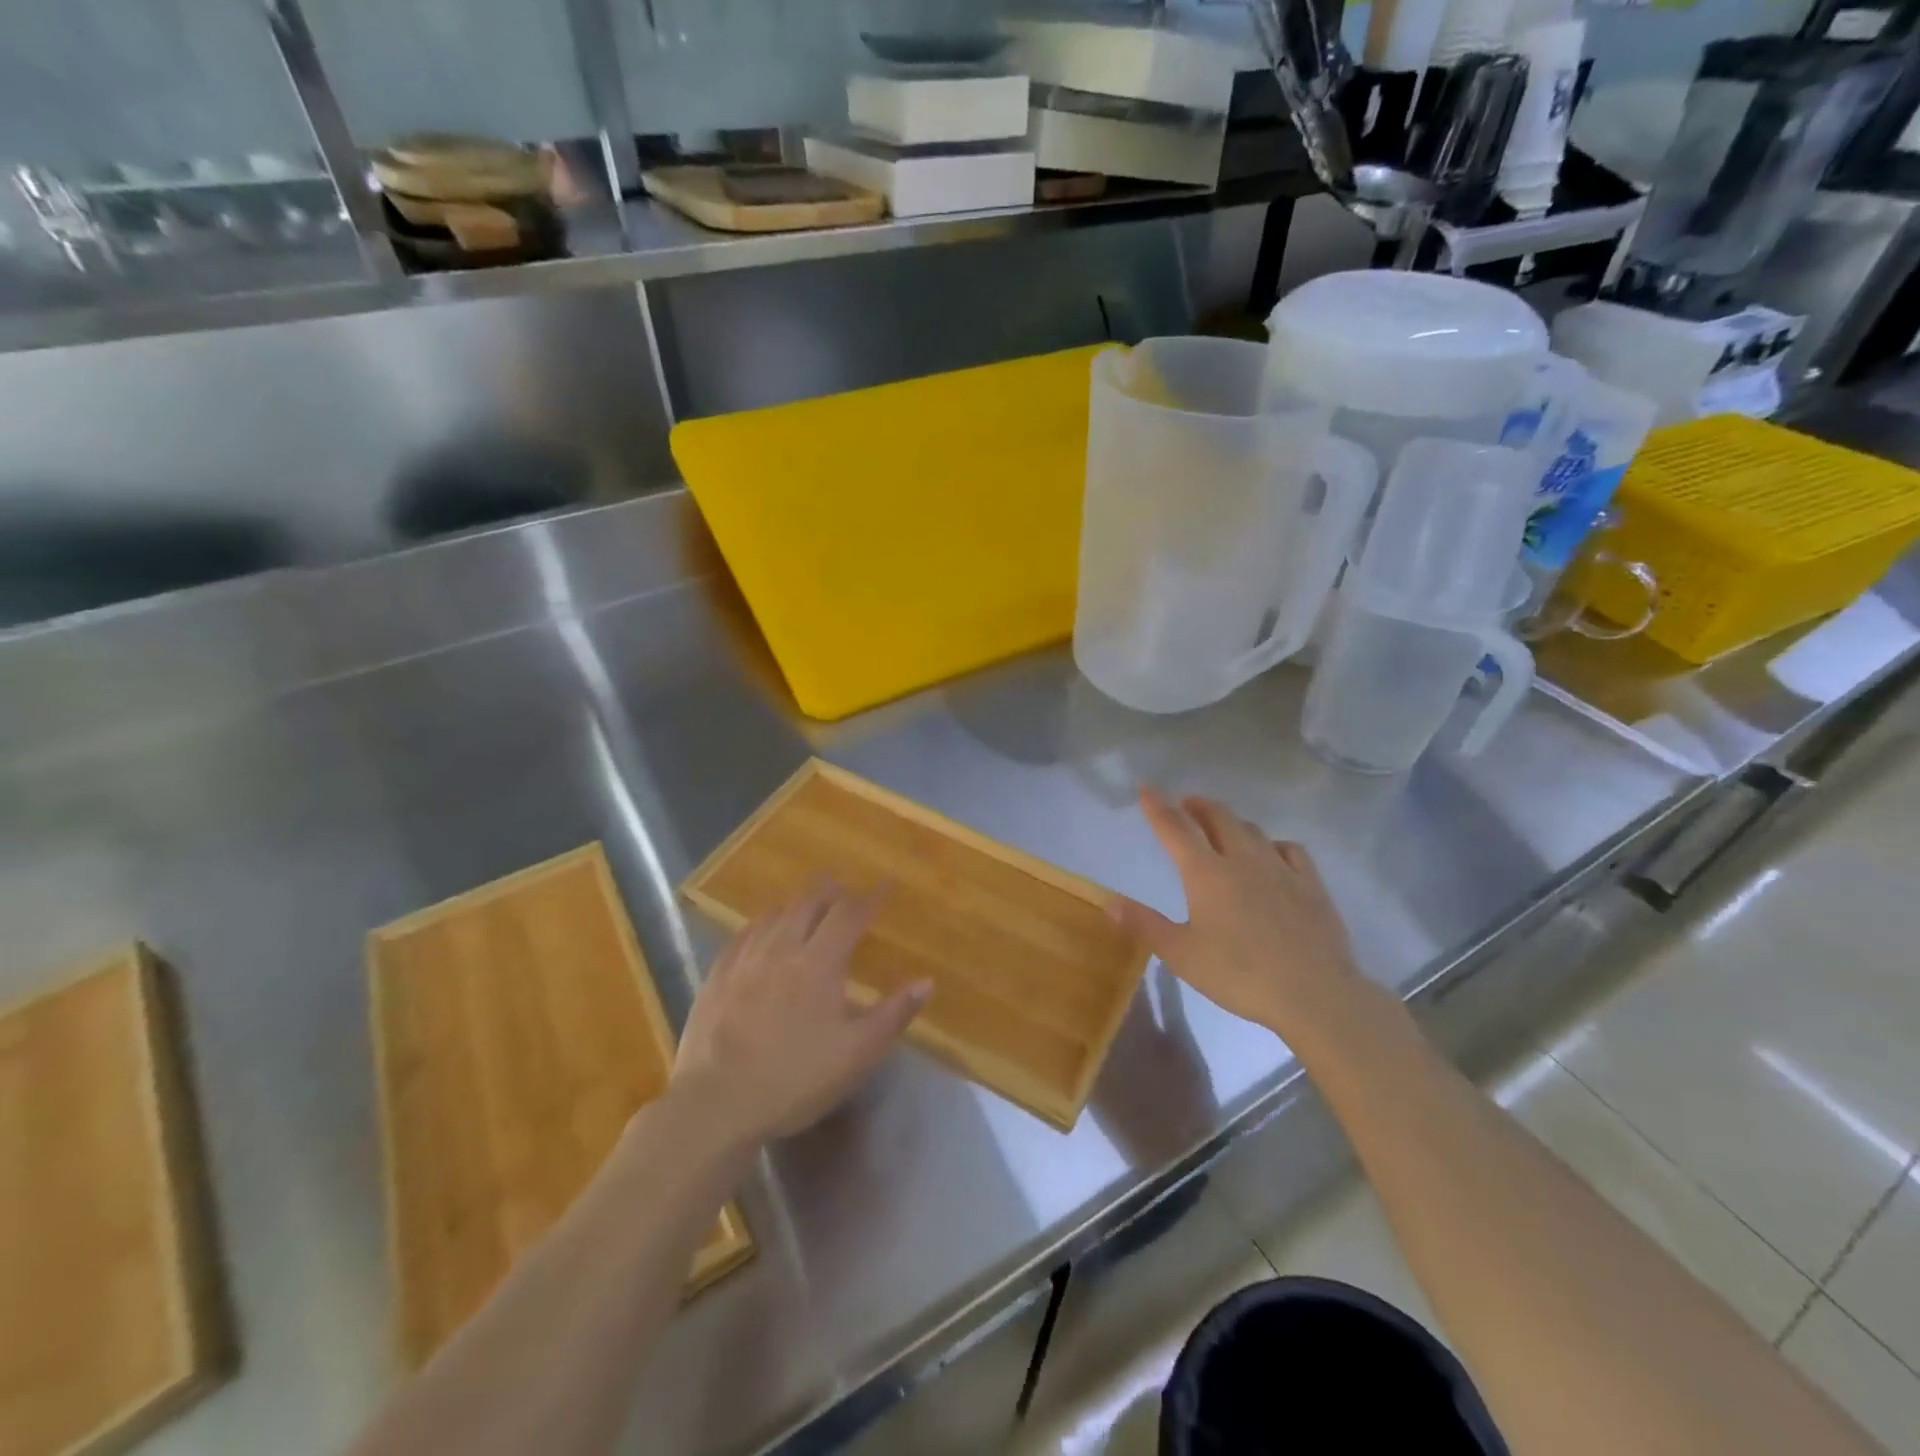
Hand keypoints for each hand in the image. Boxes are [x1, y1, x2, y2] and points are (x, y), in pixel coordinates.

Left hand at [672, 884, 929, 1146]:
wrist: (717, 1104)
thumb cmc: (796, 1078)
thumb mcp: (857, 1054)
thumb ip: (893, 1014)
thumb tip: (926, 981)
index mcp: (819, 962)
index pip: (849, 914)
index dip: (869, 897)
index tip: (884, 885)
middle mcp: (782, 949)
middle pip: (808, 904)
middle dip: (829, 892)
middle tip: (842, 886)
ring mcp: (744, 961)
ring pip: (773, 915)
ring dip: (794, 903)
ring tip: (804, 901)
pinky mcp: (716, 978)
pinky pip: (740, 936)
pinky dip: (758, 923)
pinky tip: (758, 929)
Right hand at [1109, 788, 1361, 1038]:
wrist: (1315, 994)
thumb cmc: (1240, 975)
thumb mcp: (1182, 955)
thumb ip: (1144, 924)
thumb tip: (1108, 900)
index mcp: (1207, 873)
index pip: (1176, 828)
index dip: (1158, 806)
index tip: (1146, 787)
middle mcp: (1242, 859)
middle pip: (1218, 818)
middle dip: (1197, 806)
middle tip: (1185, 805)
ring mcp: (1281, 869)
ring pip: (1252, 830)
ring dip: (1231, 821)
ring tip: (1221, 824)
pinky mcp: (1311, 885)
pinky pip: (1290, 849)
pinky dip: (1273, 843)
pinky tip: (1272, 852)